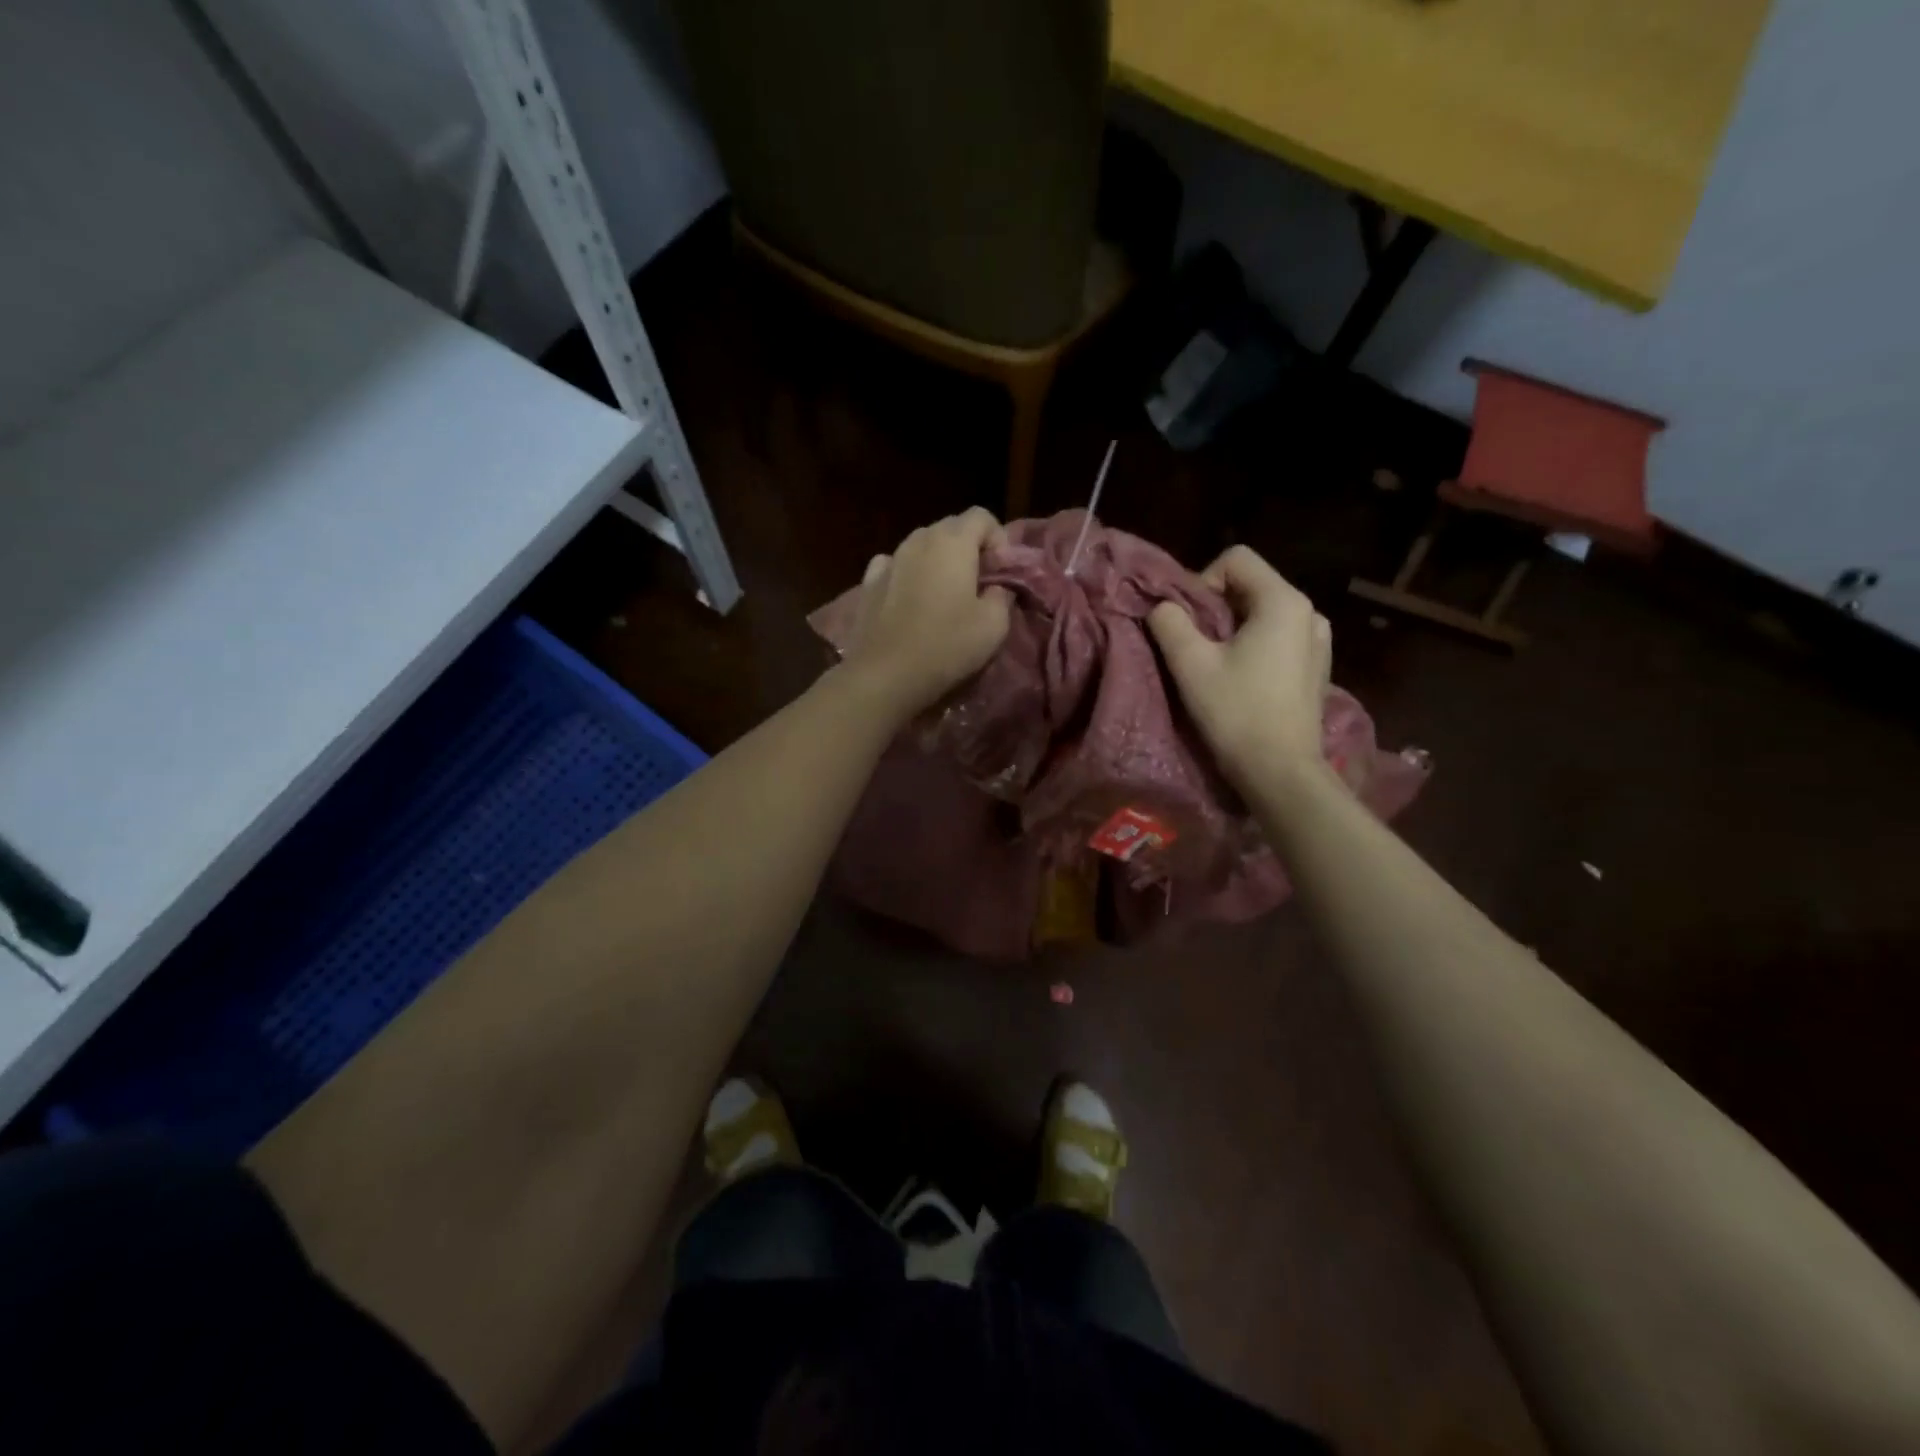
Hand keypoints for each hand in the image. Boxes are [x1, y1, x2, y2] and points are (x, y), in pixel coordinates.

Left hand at [840, 508, 1012, 721]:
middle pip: (951, 528)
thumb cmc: (947, 646)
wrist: (885, 674)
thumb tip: (996, 586)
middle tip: (979, 584)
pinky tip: (911, 599)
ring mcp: (889, 559)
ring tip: (945, 595)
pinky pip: (894, 565)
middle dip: (970, 548)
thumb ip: (1002, 595)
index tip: (1001, 573)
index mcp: (952, 541)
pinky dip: (909, 574)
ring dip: (939, 561)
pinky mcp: (868, 583)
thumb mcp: (994, 625)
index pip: (982, 516)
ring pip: (921, 546)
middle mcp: (918, 539)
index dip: (998, 539)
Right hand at [1148, 545, 1330, 795]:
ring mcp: (1318, 640)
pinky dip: (1254, 645)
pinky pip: (1278, 636)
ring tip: (1215, 663)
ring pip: (1263, 613)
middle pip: (1250, 585)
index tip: (1188, 621)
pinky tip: (1242, 679)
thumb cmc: (1236, 713)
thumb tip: (1162, 608)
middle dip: (1215, 607)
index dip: (1201, 580)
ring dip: (1233, 628)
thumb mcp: (1191, 664)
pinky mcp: (1317, 666)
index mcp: (1283, 601)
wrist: (1280, 771)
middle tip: (1193, 644)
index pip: (1236, 559)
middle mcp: (1309, 612)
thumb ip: (1170, 623)